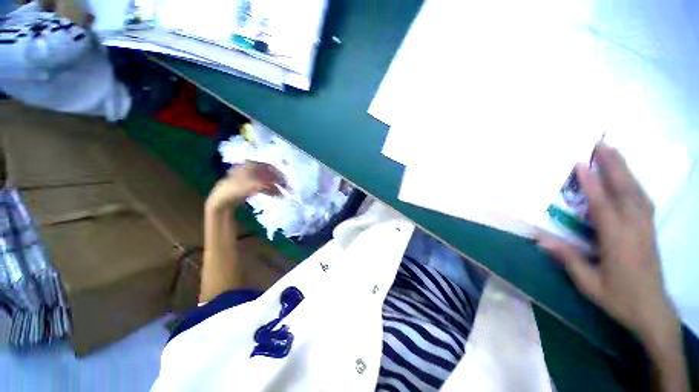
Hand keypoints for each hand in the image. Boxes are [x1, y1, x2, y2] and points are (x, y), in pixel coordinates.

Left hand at [206, 161, 285, 212]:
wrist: (222, 199)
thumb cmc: (235, 189)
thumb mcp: (252, 185)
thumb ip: (267, 182)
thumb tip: (280, 181)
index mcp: (251, 165)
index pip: (269, 167)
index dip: (279, 173)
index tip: (287, 181)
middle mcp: (251, 168)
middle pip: (269, 174)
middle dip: (278, 181)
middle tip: (287, 188)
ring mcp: (250, 177)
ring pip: (267, 180)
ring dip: (275, 187)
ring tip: (282, 194)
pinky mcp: (249, 185)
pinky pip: (263, 186)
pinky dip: (270, 190)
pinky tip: (275, 195)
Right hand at [538, 143, 678, 354]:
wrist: (652, 311)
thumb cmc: (619, 299)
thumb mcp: (589, 284)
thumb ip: (568, 259)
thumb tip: (541, 239)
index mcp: (618, 242)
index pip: (603, 206)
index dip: (591, 184)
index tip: (580, 164)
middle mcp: (635, 229)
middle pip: (626, 191)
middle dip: (614, 166)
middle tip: (601, 144)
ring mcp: (646, 228)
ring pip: (638, 192)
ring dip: (626, 170)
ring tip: (614, 153)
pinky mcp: (650, 230)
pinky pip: (644, 201)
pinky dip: (635, 184)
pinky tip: (629, 178)